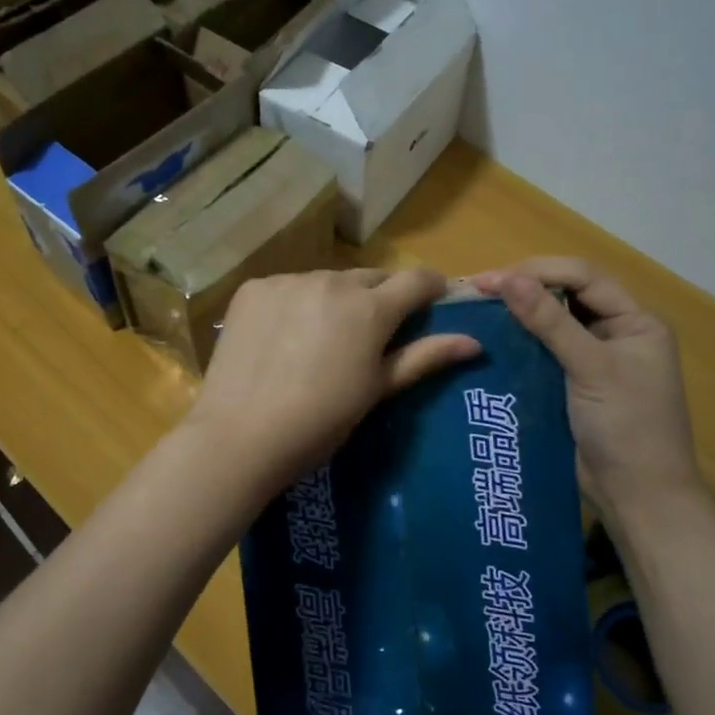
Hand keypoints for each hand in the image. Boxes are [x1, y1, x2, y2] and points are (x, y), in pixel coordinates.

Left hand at [184, 268, 480, 493]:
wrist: (240, 435)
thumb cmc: (320, 422)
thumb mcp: (377, 390)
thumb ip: (424, 357)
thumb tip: (474, 341)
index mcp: (369, 307)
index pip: (416, 279)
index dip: (431, 288)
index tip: (434, 302)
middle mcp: (331, 281)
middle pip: (370, 278)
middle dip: (380, 298)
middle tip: (372, 334)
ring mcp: (287, 281)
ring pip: (327, 280)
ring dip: (335, 299)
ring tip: (322, 339)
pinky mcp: (253, 288)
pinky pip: (288, 287)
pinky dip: (295, 303)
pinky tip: (284, 337)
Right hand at [475, 257, 701, 520]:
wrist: (638, 498)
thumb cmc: (627, 427)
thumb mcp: (592, 368)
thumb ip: (550, 322)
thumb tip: (506, 278)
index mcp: (636, 321)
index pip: (583, 277)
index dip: (537, 271)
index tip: (489, 279)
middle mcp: (616, 333)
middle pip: (567, 295)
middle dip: (524, 288)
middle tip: (476, 291)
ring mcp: (594, 360)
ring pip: (552, 323)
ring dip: (518, 315)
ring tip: (476, 310)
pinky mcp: (573, 385)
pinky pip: (544, 353)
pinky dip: (519, 344)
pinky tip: (489, 341)